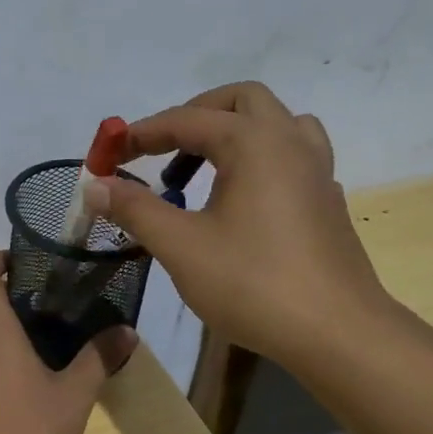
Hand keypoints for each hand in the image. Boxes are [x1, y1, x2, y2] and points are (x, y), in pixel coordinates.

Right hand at [85, 81, 396, 363]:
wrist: (336, 332)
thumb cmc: (253, 283)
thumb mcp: (181, 246)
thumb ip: (135, 209)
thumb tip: (96, 185)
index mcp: (254, 142)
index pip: (188, 119)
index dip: (142, 133)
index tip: (110, 153)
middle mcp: (291, 142)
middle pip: (241, 101)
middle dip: (194, 116)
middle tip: (162, 150)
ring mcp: (317, 170)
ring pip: (275, 124)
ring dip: (233, 133)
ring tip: (202, 171)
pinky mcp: (327, 200)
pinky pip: (291, 155)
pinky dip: (258, 159)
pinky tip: (240, 201)